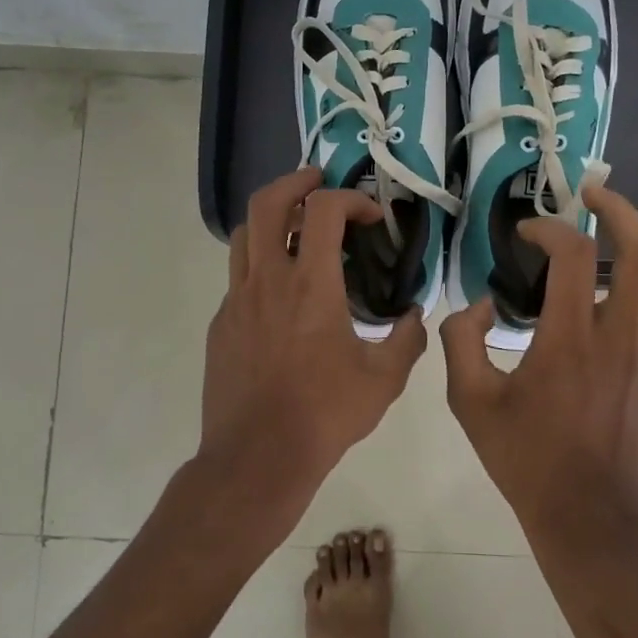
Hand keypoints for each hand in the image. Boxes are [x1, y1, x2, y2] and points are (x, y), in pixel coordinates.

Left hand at [200, 167, 427, 544]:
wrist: (257, 457)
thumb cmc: (325, 414)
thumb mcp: (384, 379)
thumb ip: (408, 338)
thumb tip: (416, 315)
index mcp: (311, 285)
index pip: (323, 209)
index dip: (351, 198)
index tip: (372, 216)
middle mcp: (267, 280)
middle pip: (267, 204)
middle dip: (295, 182)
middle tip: (318, 180)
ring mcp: (236, 301)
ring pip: (243, 235)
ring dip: (270, 218)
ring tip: (294, 225)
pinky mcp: (221, 323)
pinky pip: (238, 277)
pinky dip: (260, 264)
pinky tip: (281, 292)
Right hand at [441, 186, 637, 541]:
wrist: (590, 518)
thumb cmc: (526, 459)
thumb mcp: (470, 403)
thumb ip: (461, 342)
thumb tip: (475, 306)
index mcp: (570, 341)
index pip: (575, 256)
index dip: (549, 229)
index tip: (525, 232)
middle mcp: (619, 338)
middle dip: (622, 210)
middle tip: (592, 193)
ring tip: (608, 223)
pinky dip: (635, 281)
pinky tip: (604, 290)